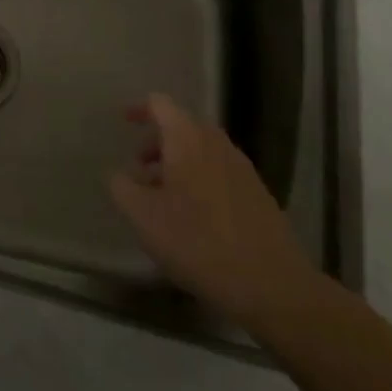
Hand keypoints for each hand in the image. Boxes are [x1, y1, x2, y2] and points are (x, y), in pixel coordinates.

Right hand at [109, 93, 320, 330]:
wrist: (273, 286)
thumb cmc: (198, 242)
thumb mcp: (143, 217)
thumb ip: (121, 187)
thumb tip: (118, 174)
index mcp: (187, 139)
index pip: (160, 104)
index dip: (139, 109)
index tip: (123, 122)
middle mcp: (216, 144)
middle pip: (183, 127)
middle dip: (158, 142)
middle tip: (139, 169)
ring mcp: (242, 169)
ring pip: (202, 152)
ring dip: (179, 164)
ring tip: (163, 198)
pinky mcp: (259, 195)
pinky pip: (220, 173)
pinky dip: (200, 181)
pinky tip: (194, 218)